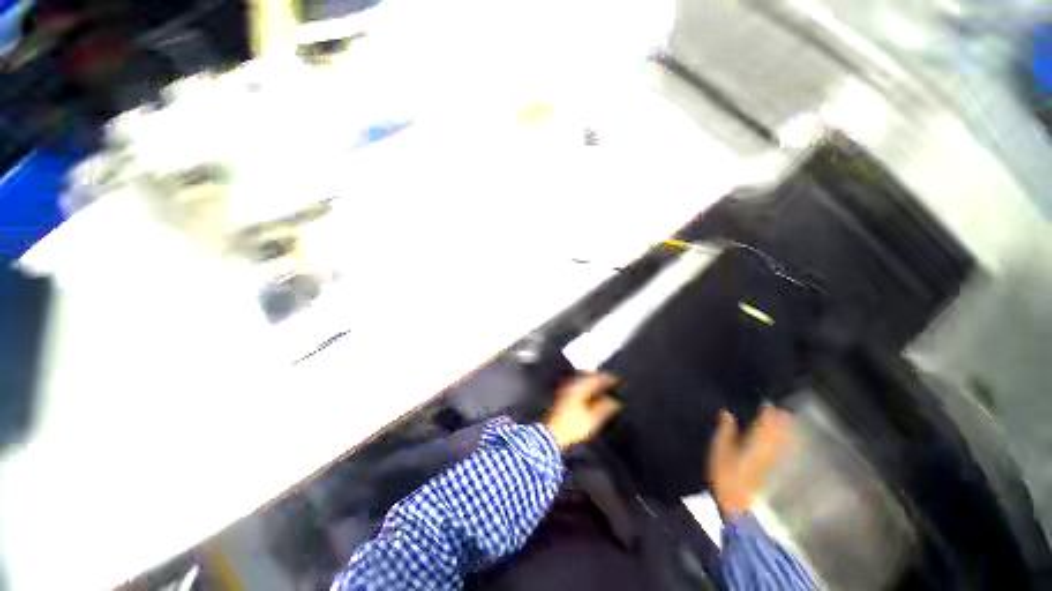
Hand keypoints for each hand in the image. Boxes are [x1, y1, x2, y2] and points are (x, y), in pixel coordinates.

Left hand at [543, 373, 620, 450]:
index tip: (616, 379)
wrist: (552, 434)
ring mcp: (565, 392)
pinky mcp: (562, 399)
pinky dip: (586, 389)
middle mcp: (572, 386)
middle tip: (609, 380)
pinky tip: (589, 395)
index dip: (607, 378)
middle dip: (598, 379)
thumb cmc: (572, 426)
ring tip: (601, 386)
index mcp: (579, 388)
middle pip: (587, 378)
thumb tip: (613, 401)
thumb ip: (604, 407)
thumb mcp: (592, 418)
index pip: (595, 379)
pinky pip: (577, 388)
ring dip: (592, 383)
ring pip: (582, 383)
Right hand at [708, 405, 793, 515]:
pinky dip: (785, 441)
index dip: (768, 409)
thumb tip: (726, 412)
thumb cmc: (726, 476)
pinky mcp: (774, 469)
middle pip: (780, 430)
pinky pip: (783, 450)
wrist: (739, 504)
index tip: (767, 400)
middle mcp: (770, 449)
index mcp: (756, 441)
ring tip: (786, 418)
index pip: (766, 421)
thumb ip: (725, 430)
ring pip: (784, 440)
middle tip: (780, 407)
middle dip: (781, 418)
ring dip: (785, 429)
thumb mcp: (719, 451)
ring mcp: (774, 460)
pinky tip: (785, 440)